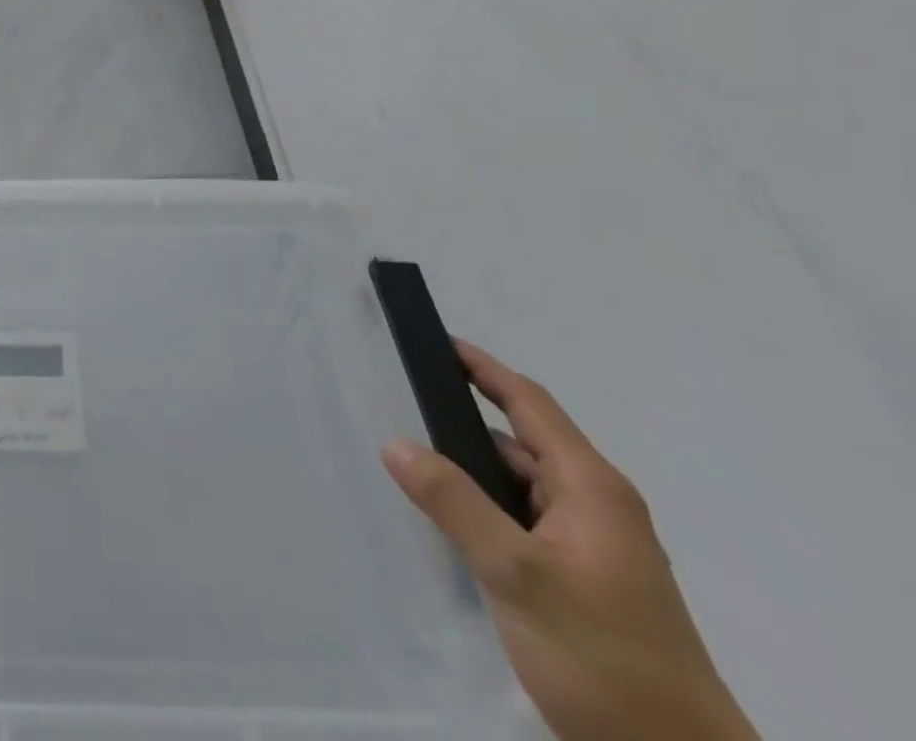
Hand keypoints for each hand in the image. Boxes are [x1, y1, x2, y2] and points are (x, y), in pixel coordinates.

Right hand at [381, 341, 758, 740]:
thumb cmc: (604, 658)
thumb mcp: (517, 576)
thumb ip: (455, 504)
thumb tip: (395, 442)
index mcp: (591, 489)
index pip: (529, 404)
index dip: (483, 368)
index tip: (438, 341)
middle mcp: (596, 507)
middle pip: (521, 441)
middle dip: (464, 420)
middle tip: (403, 404)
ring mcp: (593, 546)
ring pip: (519, 485)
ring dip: (472, 469)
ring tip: (412, 462)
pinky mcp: (584, 580)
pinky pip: (523, 520)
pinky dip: (485, 506)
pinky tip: (451, 522)